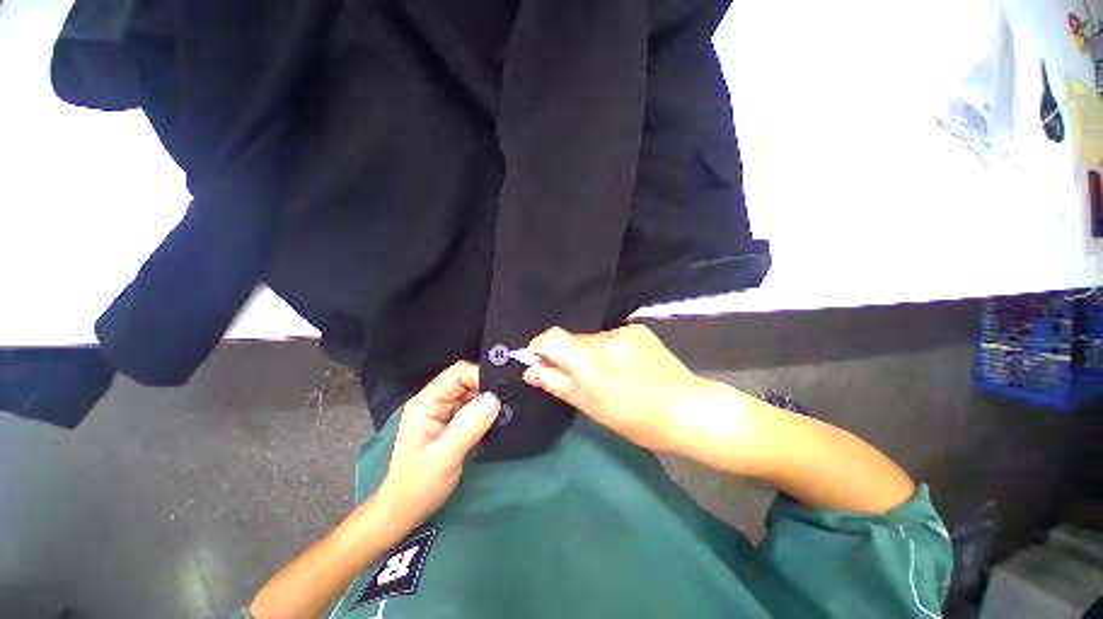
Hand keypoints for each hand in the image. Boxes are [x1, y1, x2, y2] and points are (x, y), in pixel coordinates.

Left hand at [378, 362, 499, 530]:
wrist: (403, 513)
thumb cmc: (417, 488)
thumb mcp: (444, 458)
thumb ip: (469, 426)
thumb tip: (495, 398)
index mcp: (426, 404)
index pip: (457, 374)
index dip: (480, 376)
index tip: (503, 388)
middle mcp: (434, 402)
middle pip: (465, 380)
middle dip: (488, 386)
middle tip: (511, 398)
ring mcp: (442, 412)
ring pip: (472, 393)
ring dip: (489, 398)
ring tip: (509, 406)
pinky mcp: (451, 422)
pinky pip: (473, 407)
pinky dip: (486, 410)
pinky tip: (498, 417)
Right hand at [521, 325, 707, 451]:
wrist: (687, 409)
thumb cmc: (636, 419)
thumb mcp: (592, 408)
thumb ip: (558, 384)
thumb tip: (531, 371)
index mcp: (591, 363)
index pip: (551, 337)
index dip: (539, 347)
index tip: (542, 362)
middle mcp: (605, 340)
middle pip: (572, 338)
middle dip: (568, 355)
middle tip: (582, 378)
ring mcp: (624, 331)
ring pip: (591, 339)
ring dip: (590, 353)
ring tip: (609, 374)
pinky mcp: (637, 328)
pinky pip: (611, 336)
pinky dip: (609, 349)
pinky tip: (626, 366)